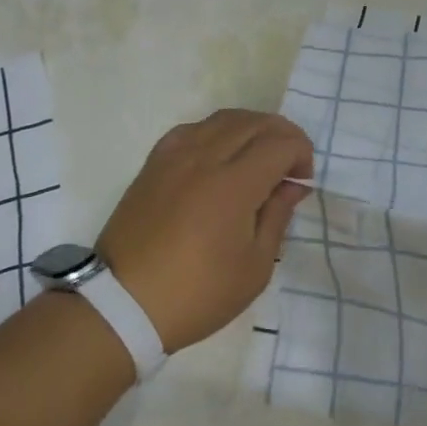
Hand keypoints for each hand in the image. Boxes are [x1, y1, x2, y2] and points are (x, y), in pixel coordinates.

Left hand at [97, 110, 313, 353]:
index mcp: (234, 185)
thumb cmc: (199, 293)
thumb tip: (291, 186)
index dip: (302, 155)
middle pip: (254, 122)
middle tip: (291, 165)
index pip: (281, 143)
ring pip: (223, 119)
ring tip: (260, 155)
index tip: (302, 182)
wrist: (124, 305)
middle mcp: (204, 159)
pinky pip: (192, 130)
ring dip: (252, 128)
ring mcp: (174, 158)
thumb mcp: (255, 266)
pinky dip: (217, 132)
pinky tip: (220, 155)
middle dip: (283, 135)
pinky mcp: (153, 165)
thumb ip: (277, 216)